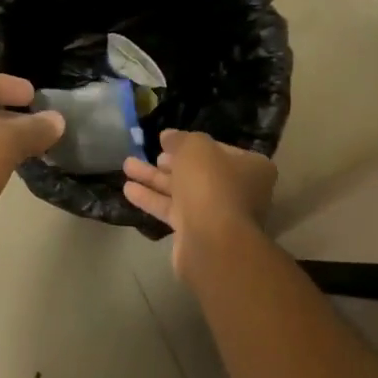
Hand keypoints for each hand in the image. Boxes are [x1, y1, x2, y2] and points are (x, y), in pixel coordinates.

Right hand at [123, 130, 276, 280]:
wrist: (212, 241)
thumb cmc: (211, 185)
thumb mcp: (195, 148)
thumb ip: (180, 139)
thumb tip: (168, 136)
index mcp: (251, 167)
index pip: (218, 149)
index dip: (191, 143)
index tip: (166, 140)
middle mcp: (238, 191)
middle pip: (199, 171)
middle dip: (170, 163)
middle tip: (150, 153)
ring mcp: (217, 214)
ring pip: (182, 191)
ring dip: (154, 179)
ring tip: (127, 166)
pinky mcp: (196, 233)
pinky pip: (172, 211)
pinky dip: (152, 199)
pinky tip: (128, 190)